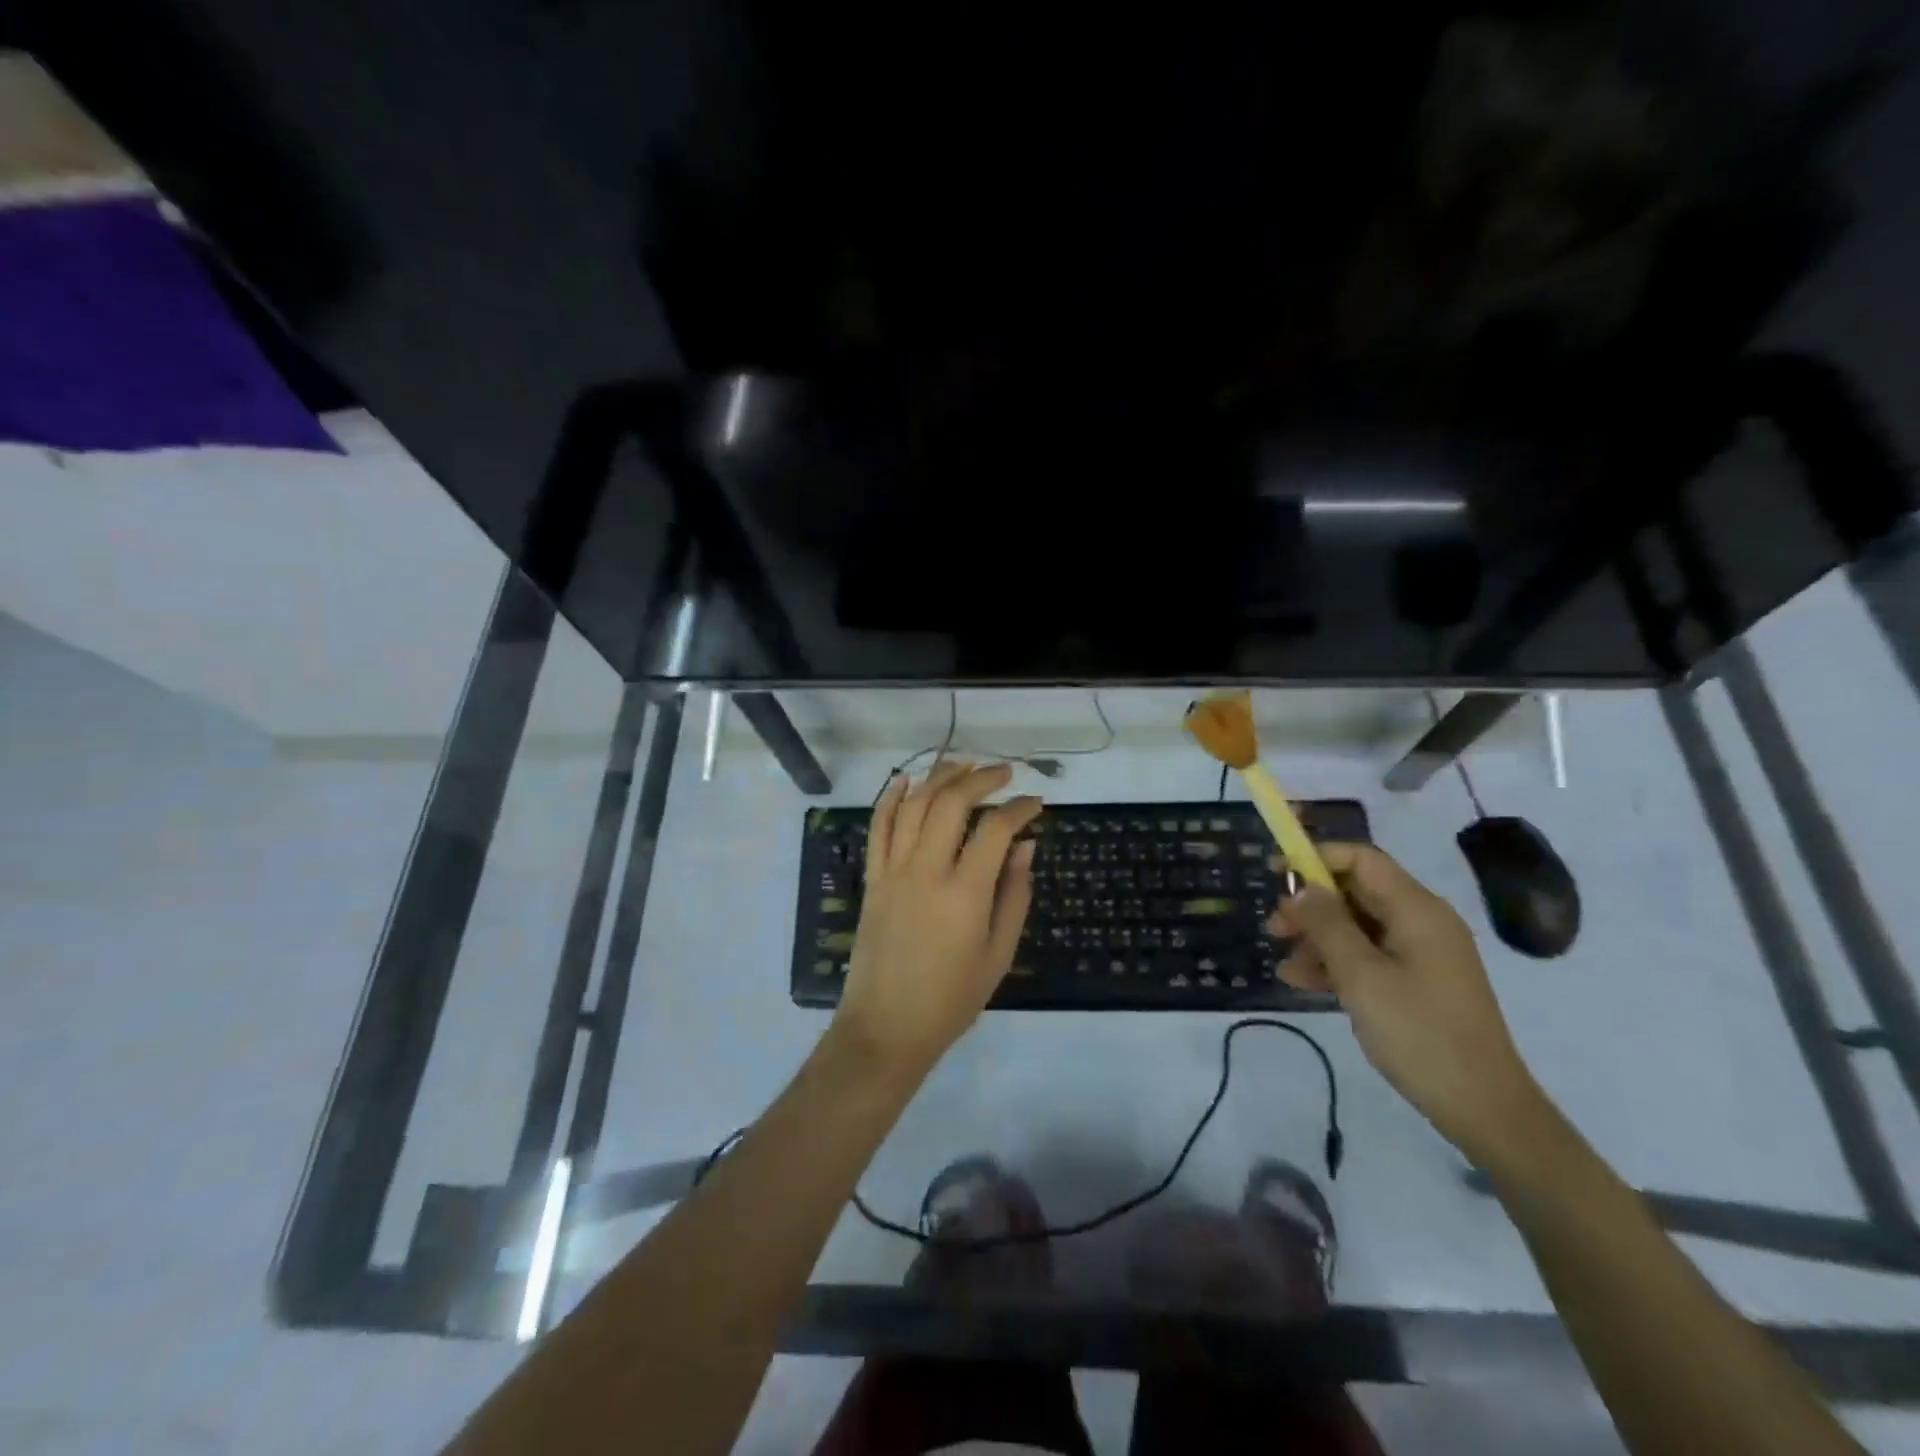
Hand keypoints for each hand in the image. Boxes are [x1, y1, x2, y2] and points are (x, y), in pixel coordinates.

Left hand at [833, 762, 1041, 1076]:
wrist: (886, 1028)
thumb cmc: (951, 998)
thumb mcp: (998, 954)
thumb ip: (1014, 894)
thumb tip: (1026, 845)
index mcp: (964, 892)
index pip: (995, 829)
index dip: (1020, 808)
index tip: (1036, 803)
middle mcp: (926, 870)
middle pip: (951, 803)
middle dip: (980, 778)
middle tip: (1003, 773)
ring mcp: (893, 871)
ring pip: (914, 805)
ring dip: (939, 777)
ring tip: (963, 765)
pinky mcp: (872, 878)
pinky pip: (878, 827)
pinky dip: (890, 798)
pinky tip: (905, 780)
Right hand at [1269, 843, 1546, 1162]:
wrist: (1483, 1107)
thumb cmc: (1419, 1033)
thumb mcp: (1361, 976)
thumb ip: (1326, 925)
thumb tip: (1301, 888)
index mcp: (1417, 910)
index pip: (1361, 860)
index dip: (1316, 858)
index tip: (1276, 875)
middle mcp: (1421, 922)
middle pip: (1356, 893)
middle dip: (1311, 906)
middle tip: (1274, 929)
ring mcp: (1421, 954)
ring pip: (1357, 927)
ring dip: (1317, 939)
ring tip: (1285, 966)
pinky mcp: (1418, 982)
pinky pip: (1369, 956)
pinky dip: (1337, 963)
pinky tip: (1304, 982)